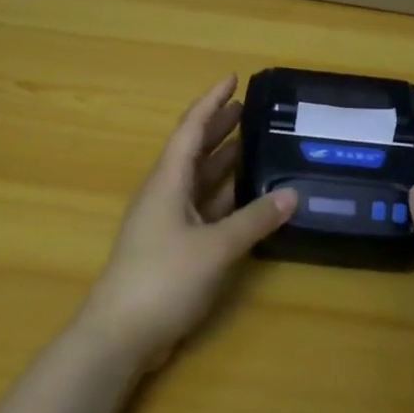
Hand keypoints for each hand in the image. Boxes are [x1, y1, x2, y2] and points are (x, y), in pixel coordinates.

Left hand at [78, 75, 296, 371]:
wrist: (120, 335)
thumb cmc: (163, 278)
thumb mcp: (215, 247)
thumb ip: (254, 219)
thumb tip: (292, 193)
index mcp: (168, 181)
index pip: (191, 128)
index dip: (212, 101)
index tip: (233, 78)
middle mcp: (166, 193)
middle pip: (195, 150)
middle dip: (220, 128)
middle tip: (251, 110)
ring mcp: (168, 222)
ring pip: (200, 181)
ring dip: (224, 163)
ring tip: (255, 146)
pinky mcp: (174, 248)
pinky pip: (204, 210)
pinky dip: (226, 199)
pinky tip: (248, 198)